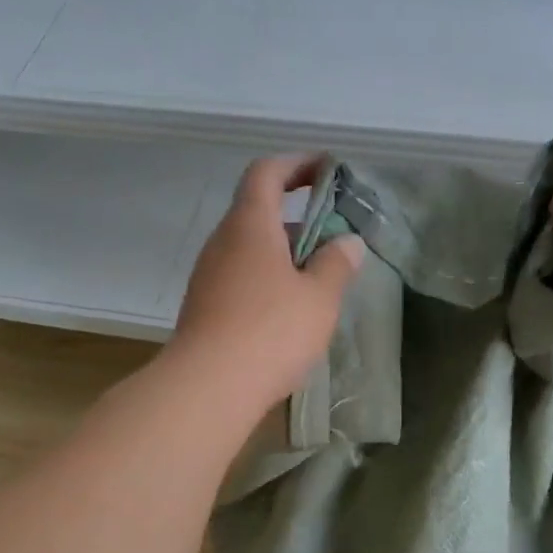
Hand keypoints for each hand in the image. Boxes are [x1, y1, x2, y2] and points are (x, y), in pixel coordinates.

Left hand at [169, 155, 363, 420]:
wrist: (208, 387)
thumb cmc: (270, 331)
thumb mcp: (319, 297)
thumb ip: (336, 264)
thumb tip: (347, 242)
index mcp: (249, 225)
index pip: (266, 173)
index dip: (296, 164)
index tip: (326, 170)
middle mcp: (222, 242)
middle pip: (258, 213)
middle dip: (297, 219)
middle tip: (333, 239)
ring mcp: (208, 277)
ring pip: (249, 251)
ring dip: (283, 255)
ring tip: (317, 281)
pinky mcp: (204, 308)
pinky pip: (240, 280)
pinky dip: (267, 282)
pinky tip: (288, 314)